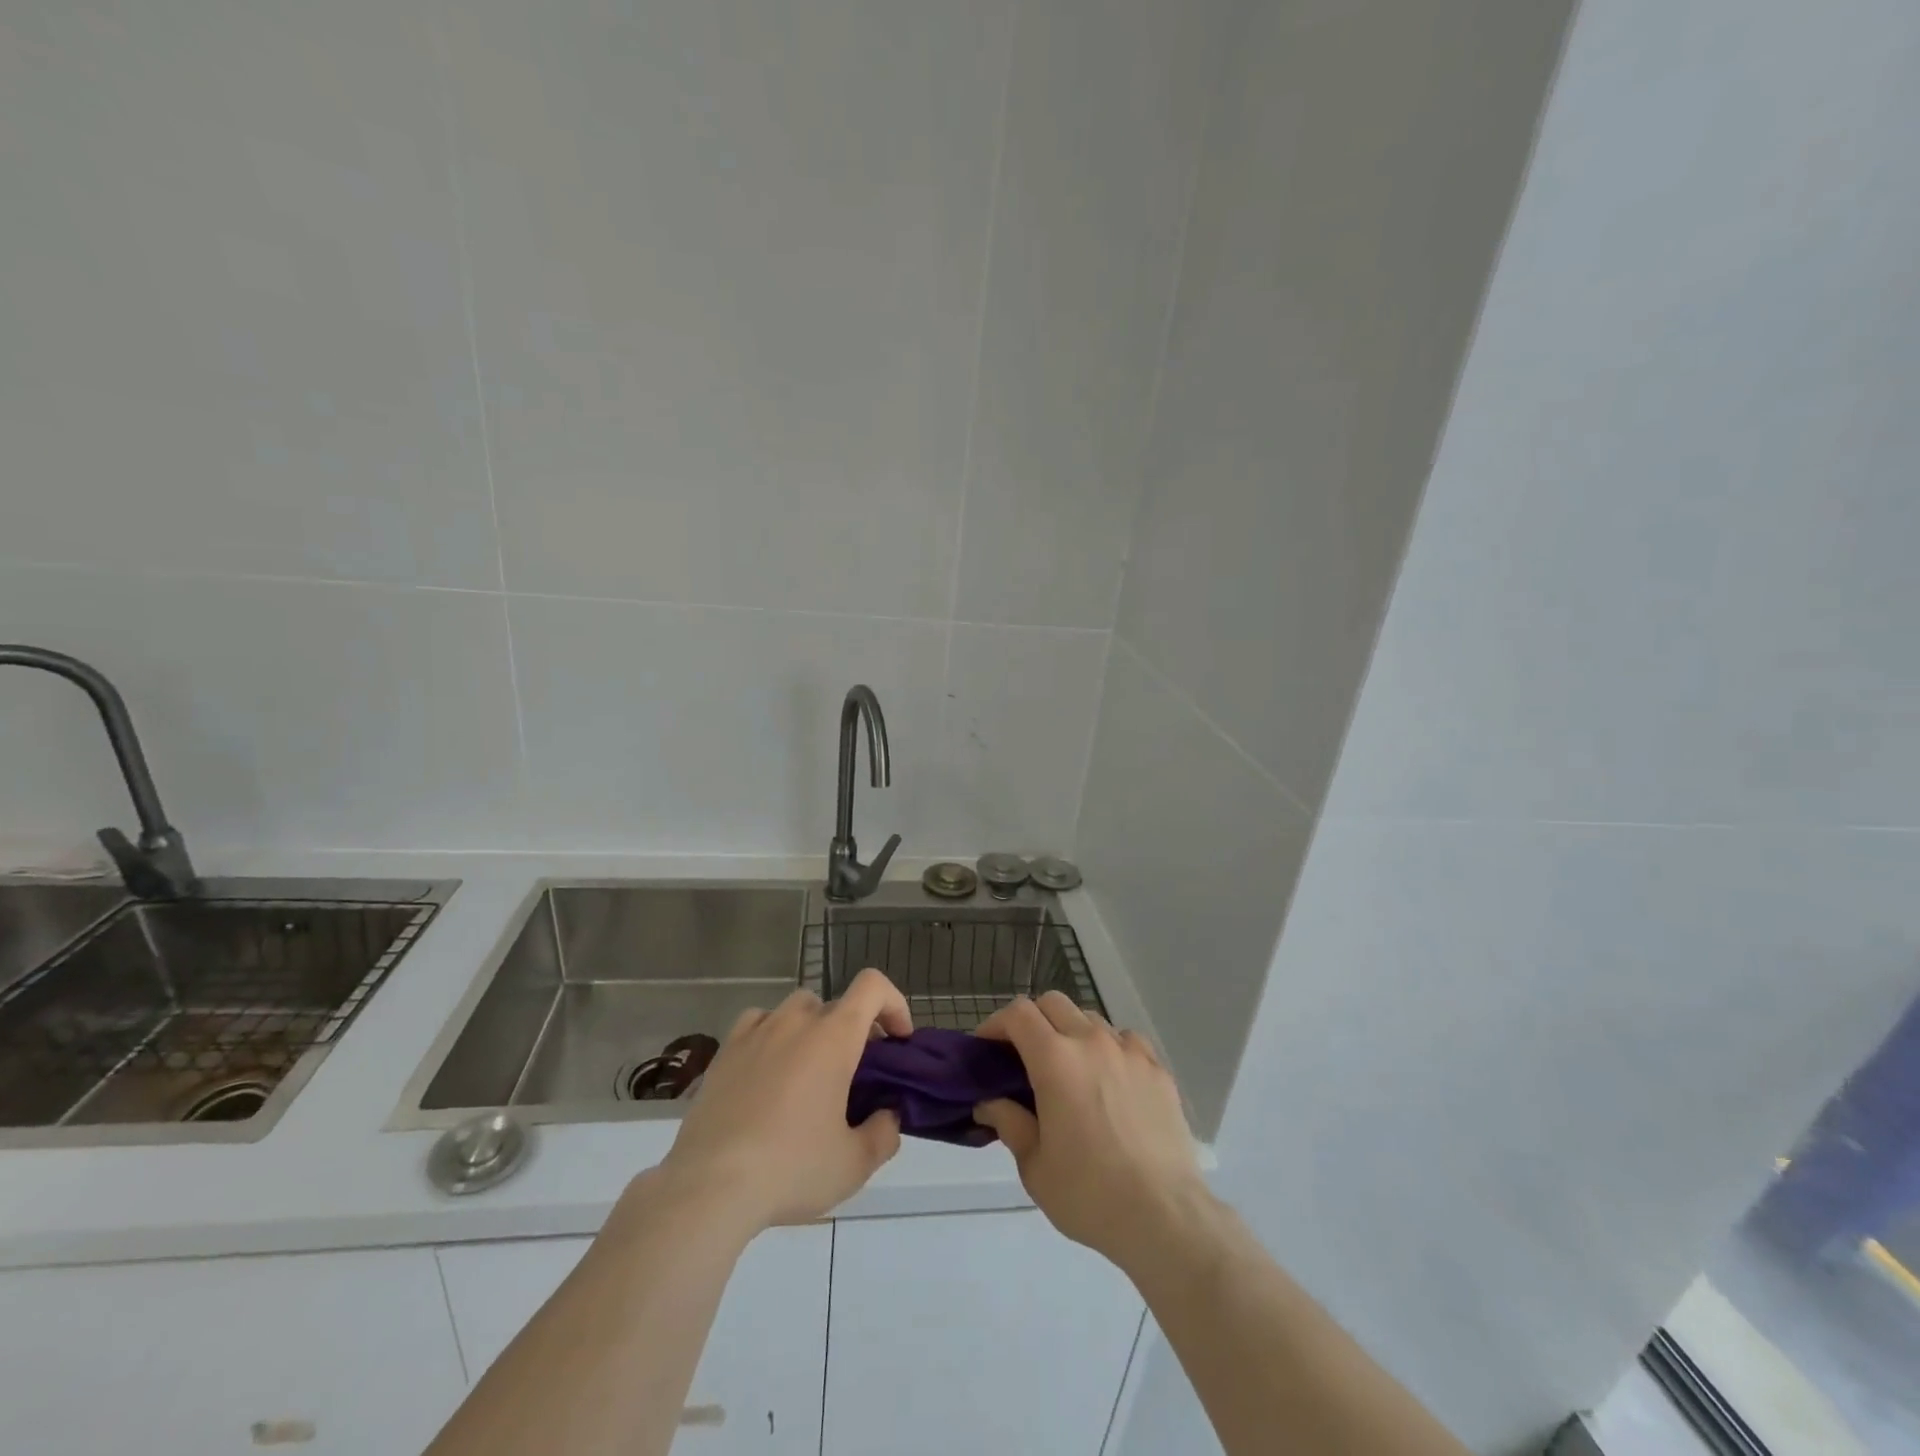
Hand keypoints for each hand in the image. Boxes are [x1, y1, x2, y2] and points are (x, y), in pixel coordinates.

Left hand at [656, 969, 910, 1236]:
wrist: (709, 1186)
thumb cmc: (791, 1168)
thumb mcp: (854, 1164)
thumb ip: (884, 1133)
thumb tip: (888, 1116)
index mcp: (834, 1036)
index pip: (872, 987)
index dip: (894, 1004)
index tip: (897, 1041)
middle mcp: (796, 1021)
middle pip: (836, 1005)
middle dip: (854, 1031)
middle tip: (855, 1074)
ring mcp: (756, 1031)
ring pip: (796, 1010)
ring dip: (813, 1030)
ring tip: (810, 1074)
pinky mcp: (725, 1051)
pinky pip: (757, 1024)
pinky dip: (772, 1036)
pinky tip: (769, 1072)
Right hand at [974, 993, 1210, 1274]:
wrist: (1165, 1217)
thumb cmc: (1089, 1194)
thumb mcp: (1034, 1166)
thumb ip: (1008, 1123)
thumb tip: (989, 1103)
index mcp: (1055, 1060)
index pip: (1018, 1013)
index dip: (996, 1024)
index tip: (987, 1049)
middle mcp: (1092, 1042)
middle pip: (1053, 1003)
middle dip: (1031, 1021)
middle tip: (1024, 1057)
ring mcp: (1129, 1051)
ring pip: (1090, 1019)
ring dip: (1071, 1033)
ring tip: (1070, 1071)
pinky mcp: (1158, 1069)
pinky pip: (1125, 1040)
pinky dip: (1109, 1048)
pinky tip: (1110, 1081)